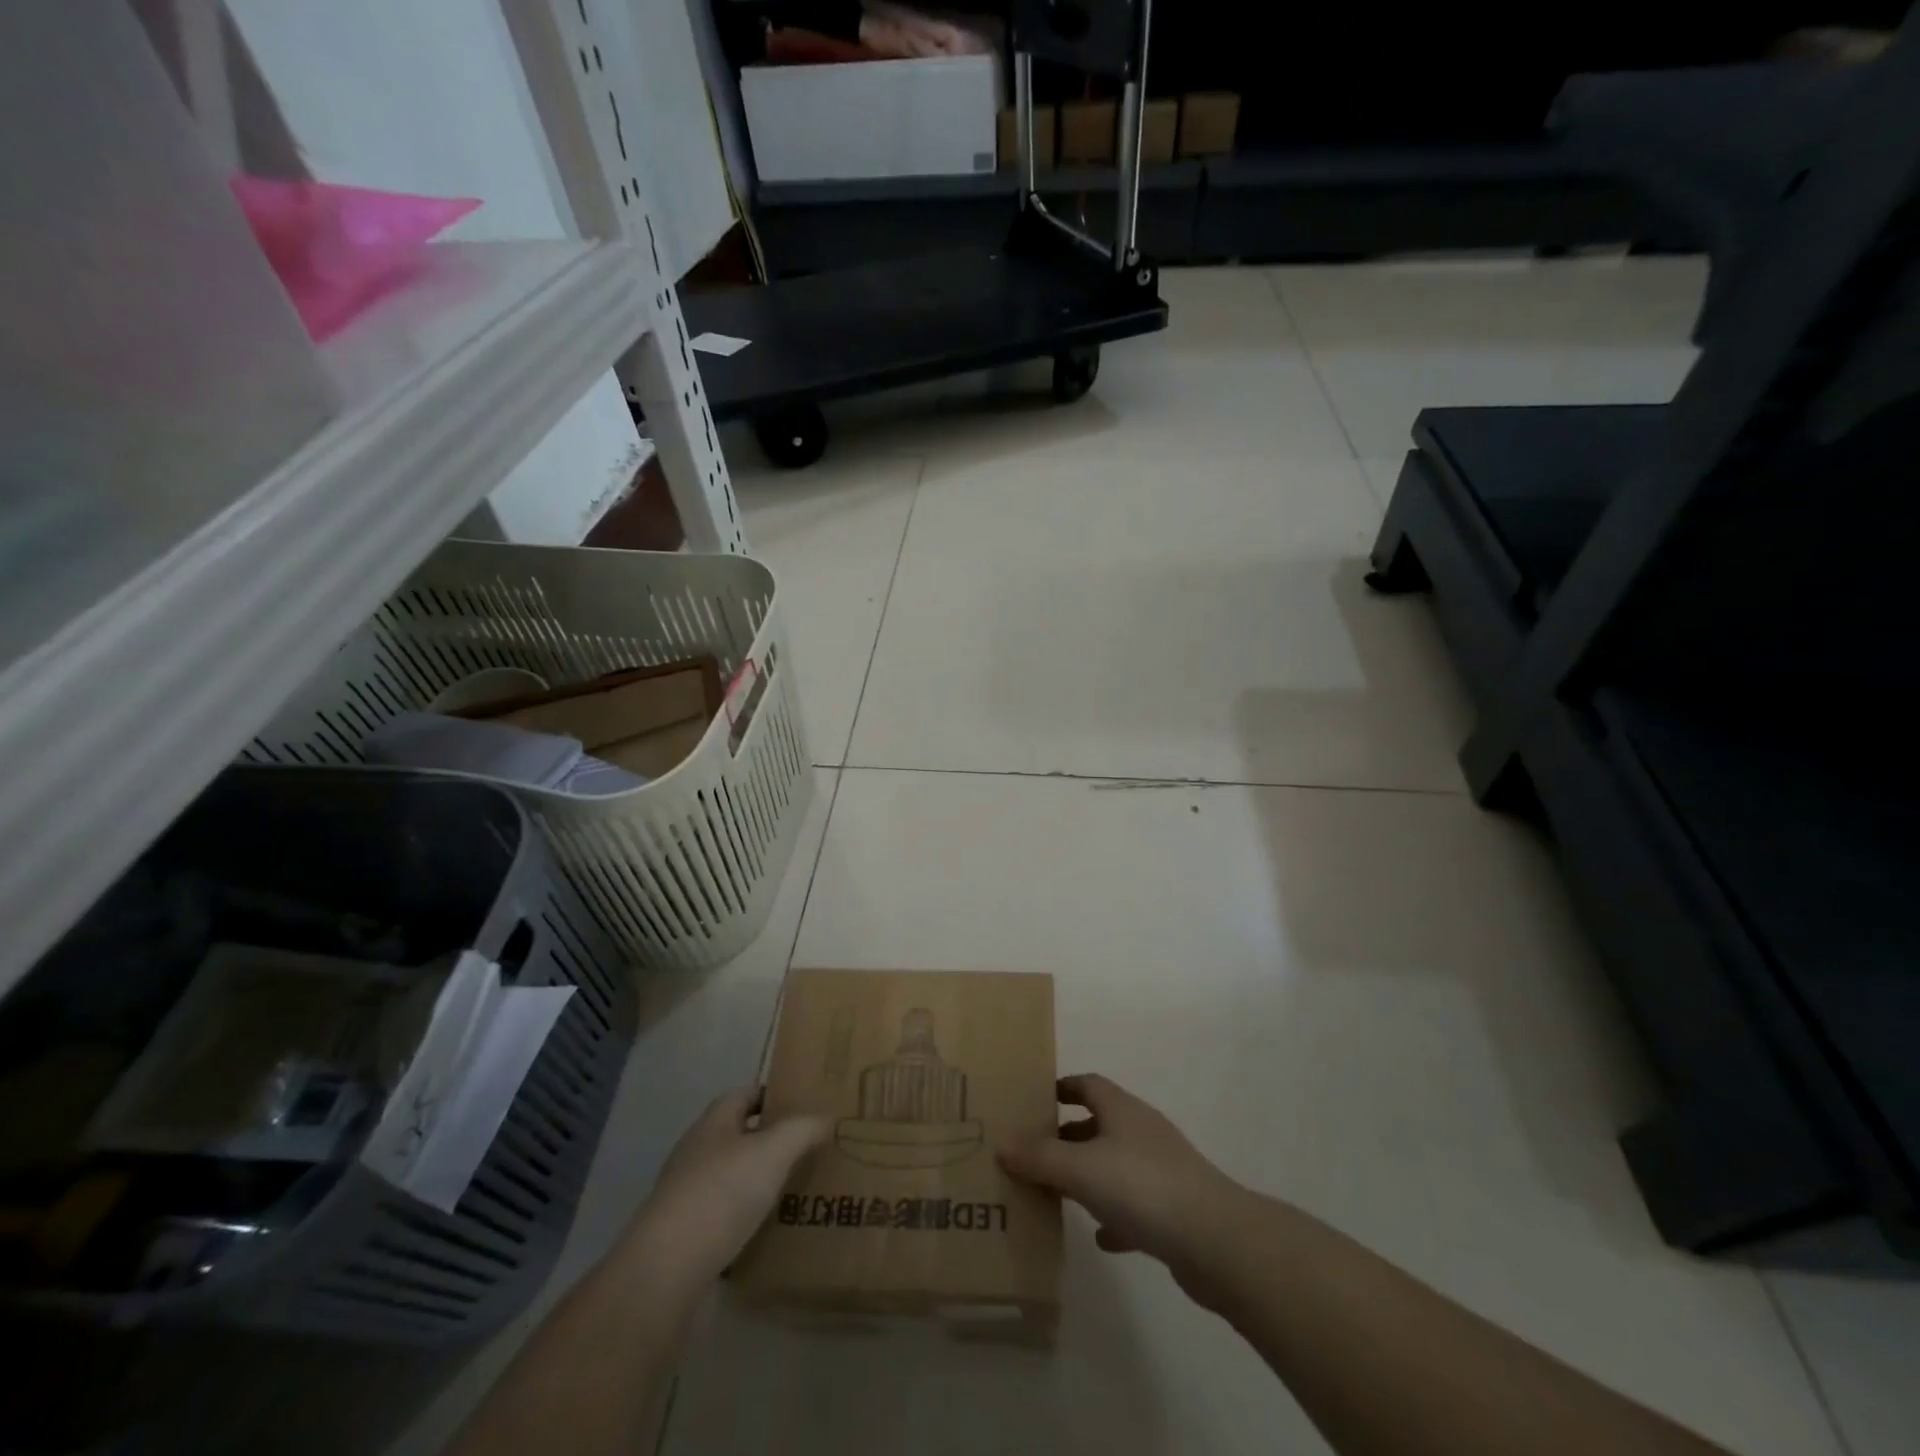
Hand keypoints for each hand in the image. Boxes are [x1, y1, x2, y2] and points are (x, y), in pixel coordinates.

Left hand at [628, 1088, 827, 1294]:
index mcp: (713, 1124)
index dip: (774, 1095)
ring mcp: (690, 1198)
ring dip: (763, 1183)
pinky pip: (728, 1219)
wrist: (667, 1273)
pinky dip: (751, 1222)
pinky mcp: (689, 1239)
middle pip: (740, 1136)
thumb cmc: (722, 1194)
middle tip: (812, 1148)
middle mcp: (698, 1154)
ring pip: (735, 1180)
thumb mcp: (773, 1151)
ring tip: (802, 1189)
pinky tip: (776, 1233)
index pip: (745, 1094)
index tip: (807, 1105)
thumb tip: (826, 1118)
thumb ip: (803, 1129)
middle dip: (774, 1141)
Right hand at [998, 1074, 1247, 1291]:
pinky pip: (1135, 1205)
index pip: (1087, 1084)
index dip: (1060, 1088)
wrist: (1216, 1240)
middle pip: (1098, 1123)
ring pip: (1115, 1164)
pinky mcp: (1173, 1209)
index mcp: (1121, 1110)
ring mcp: (1161, 1169)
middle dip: (1066, 1136)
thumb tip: (1001, 1144)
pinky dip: (1114, 1215)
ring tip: (1056, 1192)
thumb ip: (1039, 1158)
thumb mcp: (1080, 1169)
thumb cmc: (1143, 1187)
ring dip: (1088, 1176)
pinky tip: (1099, 1236)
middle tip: (1033, 1153)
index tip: (1032, 1101)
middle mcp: (1141, 1131)